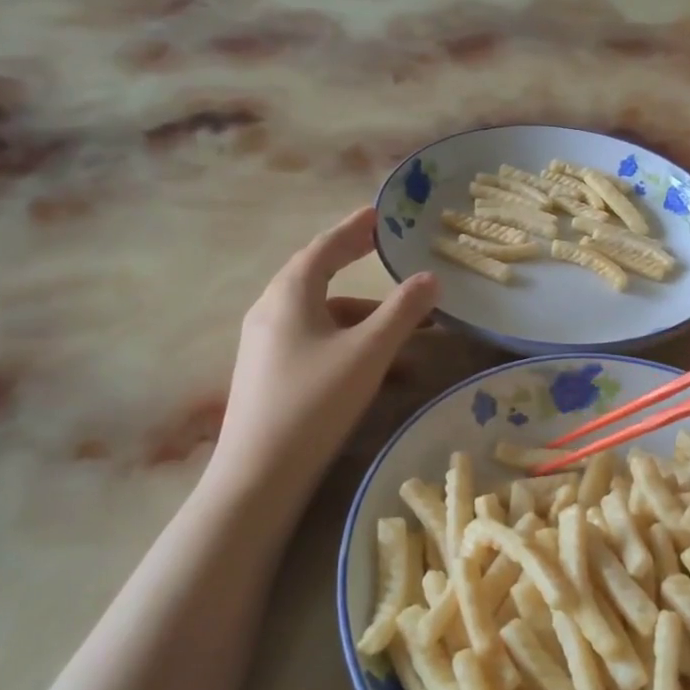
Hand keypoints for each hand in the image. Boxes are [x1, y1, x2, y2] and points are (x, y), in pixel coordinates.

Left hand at [213, 207, 438, 500]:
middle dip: (357, 267)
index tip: (379, 214)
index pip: (325, 247)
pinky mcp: (269, 376)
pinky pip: (315, 344)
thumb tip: (430, 278)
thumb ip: (402, 312)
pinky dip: (349, 346)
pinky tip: (380, 373)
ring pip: (322, 318)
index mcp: (289, 295)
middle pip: (319, 278)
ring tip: (408, 333)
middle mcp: (271, 312)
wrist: (259, 475)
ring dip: (364, 319)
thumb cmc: (314, 401)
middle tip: (387, 253)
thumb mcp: (368, 352)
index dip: (354, 228)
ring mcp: (266, 346)